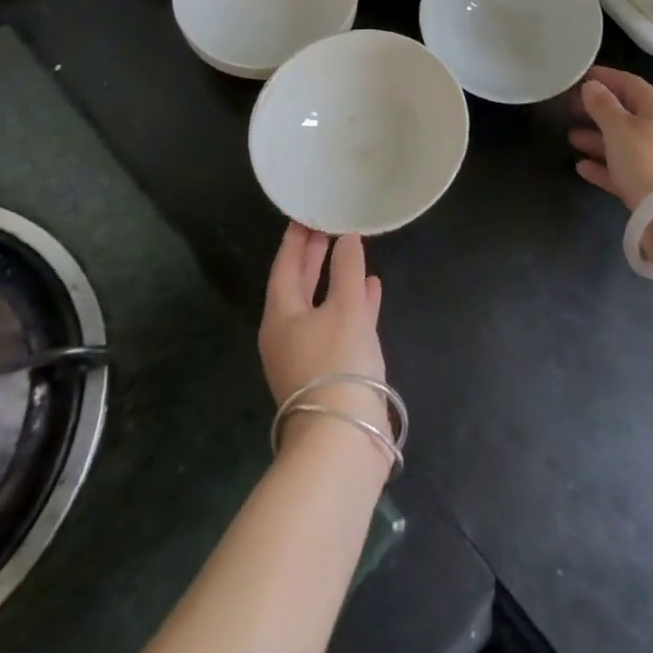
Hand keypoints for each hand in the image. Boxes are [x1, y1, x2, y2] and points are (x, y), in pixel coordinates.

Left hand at [259, 224, 387, 447]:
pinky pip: (340, 323)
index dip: (296, 239)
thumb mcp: (345, 307)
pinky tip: (373, 289)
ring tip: (354, 251)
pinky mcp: (331, 370)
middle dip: (314, 256)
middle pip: (299, 285)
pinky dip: (354, 303)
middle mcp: (288, 334)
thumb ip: (347, 269)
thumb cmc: (337, 363)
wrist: (343, 438)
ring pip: (322, 304)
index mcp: (280, 316)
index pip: (285, 266)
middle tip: (329, 225)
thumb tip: (346, 238)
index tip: (306, 214)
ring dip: (336, 278)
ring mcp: (308, 354)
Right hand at [568, 65, 652, 210]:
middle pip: (625, 113)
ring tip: (570, 136)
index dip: (606, 77)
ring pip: (622, 142)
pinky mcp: (650, 186)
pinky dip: (602, 166)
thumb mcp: (619, 128)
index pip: (630, 84)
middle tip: (569, 107)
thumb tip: (591, 86)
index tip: (581, 75)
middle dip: (597, 109)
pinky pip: (622, 169)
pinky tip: (581, 166)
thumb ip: (602, 105)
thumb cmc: (645, 161)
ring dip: (596, 138)